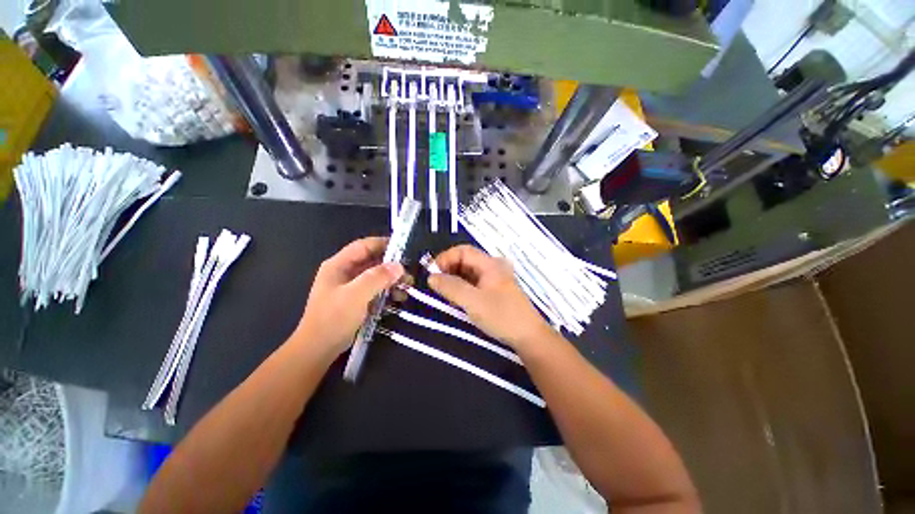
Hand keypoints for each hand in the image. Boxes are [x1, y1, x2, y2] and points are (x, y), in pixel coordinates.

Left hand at [293, 237, 403, 357]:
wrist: (319, 349)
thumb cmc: (333, 318)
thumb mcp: (356, 295)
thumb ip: (377, 278)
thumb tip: (399, 266)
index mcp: (339, 265)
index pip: (363, 246)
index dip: (383, 244)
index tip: (403, 248)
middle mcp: (345, 272)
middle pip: (372, 261)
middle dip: (391, 266)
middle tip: (409, 272)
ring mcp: (351, 287)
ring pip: (376, 276)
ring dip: (392, 280)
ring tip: (408, 287)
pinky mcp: (356, 300)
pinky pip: (376, 289)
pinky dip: (388, 291)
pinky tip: (399, 298)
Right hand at [429, 245, 551, 348]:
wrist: (528, 336)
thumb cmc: (501, 316)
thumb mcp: (473, 301)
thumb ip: (451, 287)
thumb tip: (431, 277)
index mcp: (490, 264)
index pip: (463, 251)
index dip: (445, 258)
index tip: (432, 273)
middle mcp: (493, 267)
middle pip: (466, 260)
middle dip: (448, 268)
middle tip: (435, 284)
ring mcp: (494, 278)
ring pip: (469, 272)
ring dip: (454, 278)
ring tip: (443, 292)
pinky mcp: (494, 290)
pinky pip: (474, 282)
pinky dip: (462, 286)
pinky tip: (456, 297)